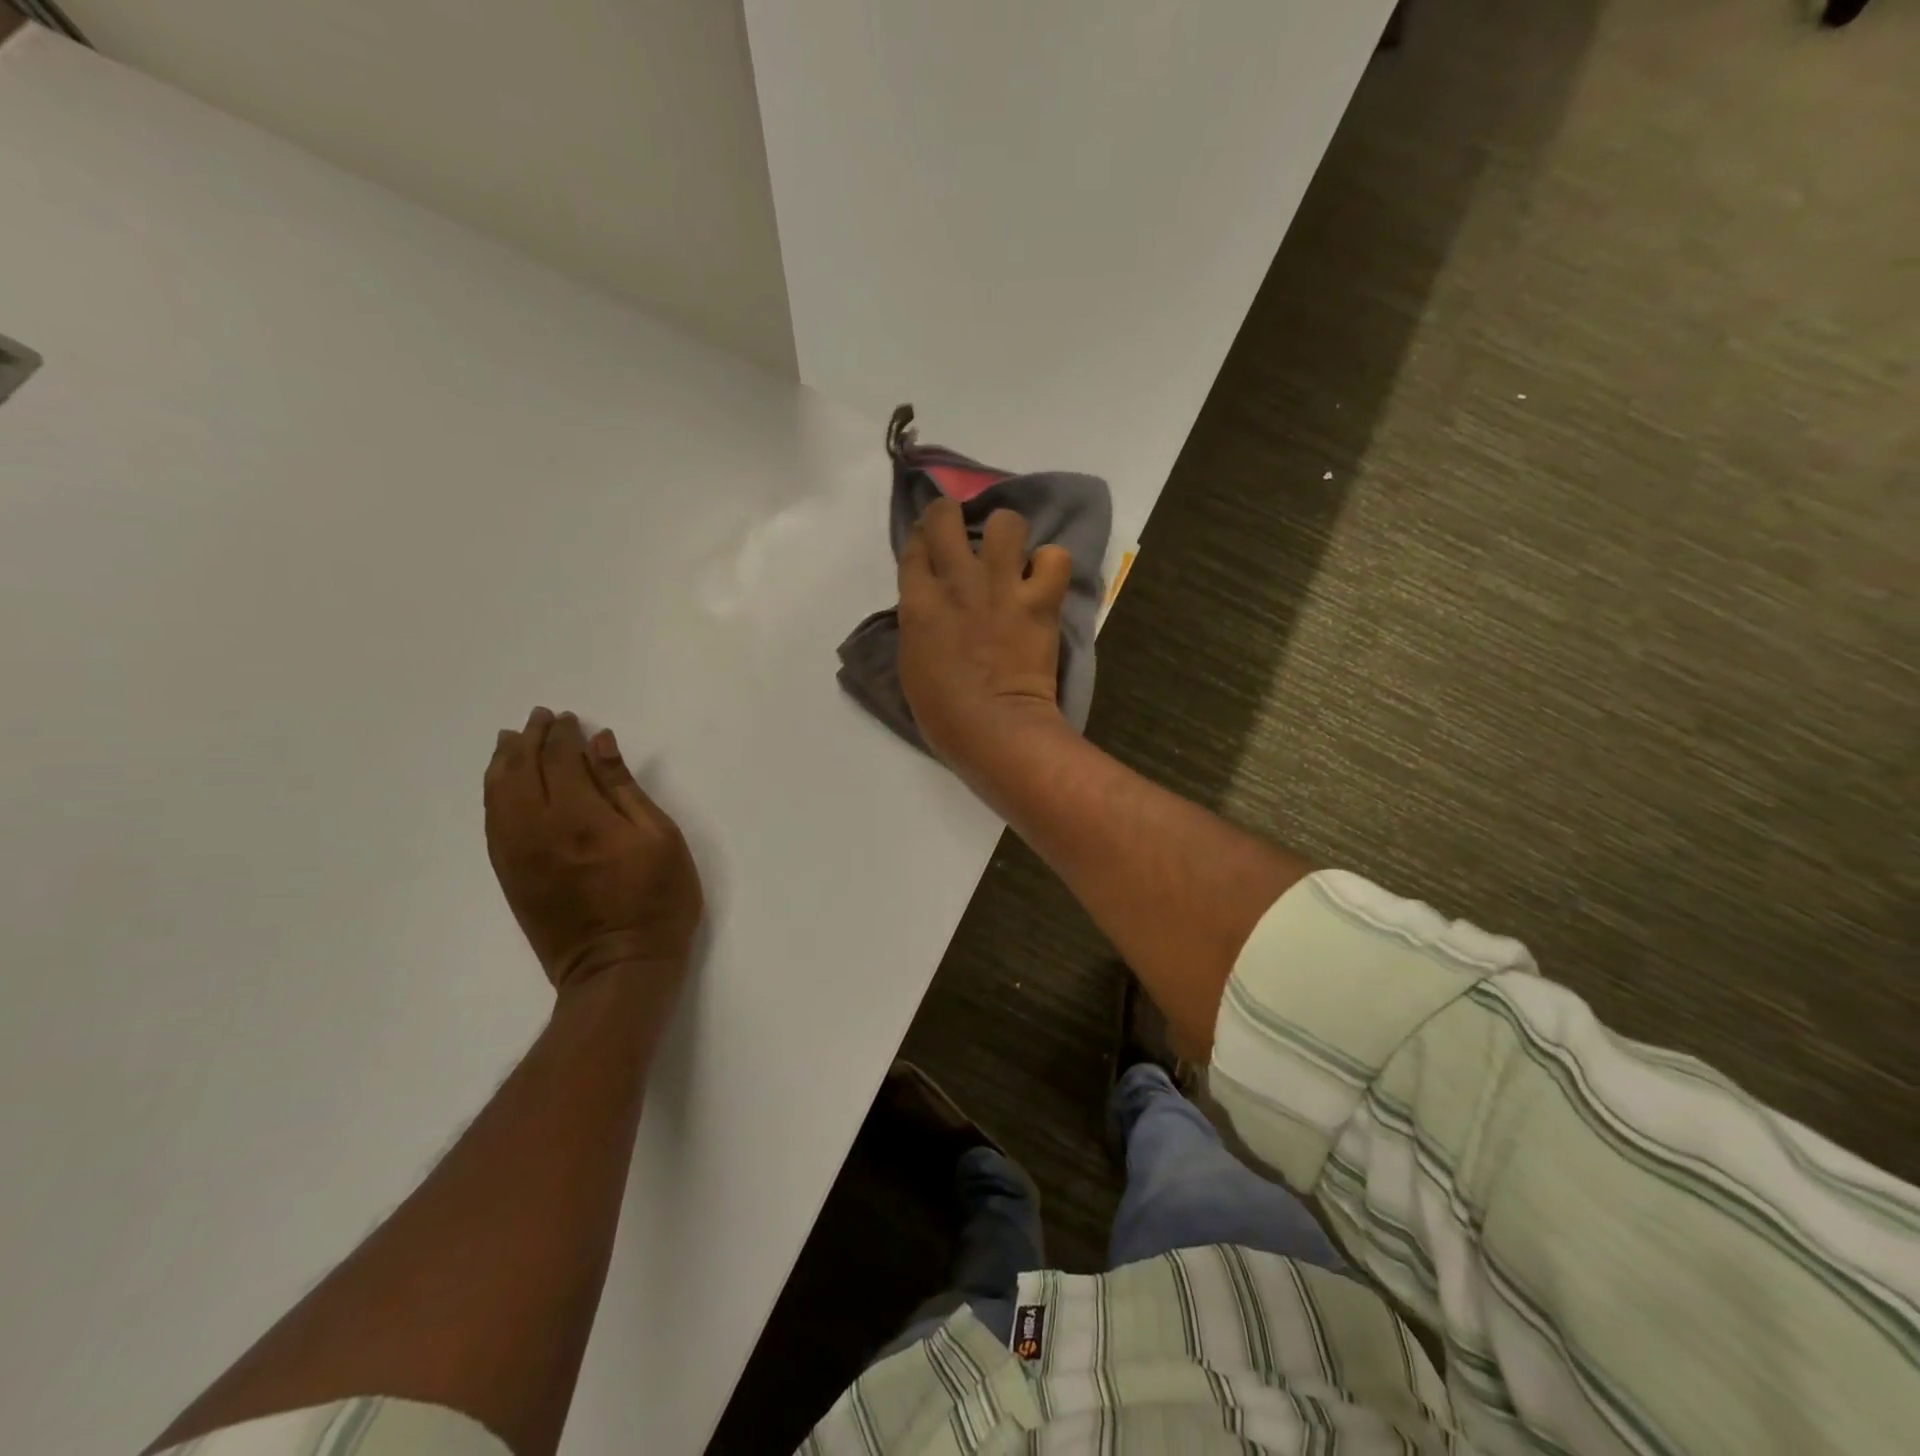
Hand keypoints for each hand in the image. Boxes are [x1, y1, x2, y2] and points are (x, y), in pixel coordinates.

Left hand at [485, 708, 703, 999]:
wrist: (618, 967)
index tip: (569, 718)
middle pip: (520, 771)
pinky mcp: (509, 876)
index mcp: (579, 817)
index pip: (560, 760)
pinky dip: (493, 794)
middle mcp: (536, 829)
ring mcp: (516, 854)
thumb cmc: (657, 900)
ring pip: (497, 795)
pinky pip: (491, 823)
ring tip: (512, 742)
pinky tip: (501, 785)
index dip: (563, 735)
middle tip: (540, 719)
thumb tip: (600, 743)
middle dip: (530, 740)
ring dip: (503, 762)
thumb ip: (625, 788)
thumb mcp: (659, 837)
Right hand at [897, 497, 1074, 775]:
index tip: (929, 548)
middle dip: (951, 516)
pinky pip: (1054, 558)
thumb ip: (920, 624)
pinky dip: (1050, 566)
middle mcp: (957, 581)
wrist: (995, 728)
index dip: (921, 540)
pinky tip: (1043, 581)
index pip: (914, 546)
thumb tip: (932, 606)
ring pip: (1006, 522)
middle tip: (961, 534)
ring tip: (1009, 555)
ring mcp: (1001, 586)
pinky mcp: (1039, 600)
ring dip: (1006, 534)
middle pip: (946, 516)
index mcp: (918, 602)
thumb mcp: (912, 664)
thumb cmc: (943, 713)